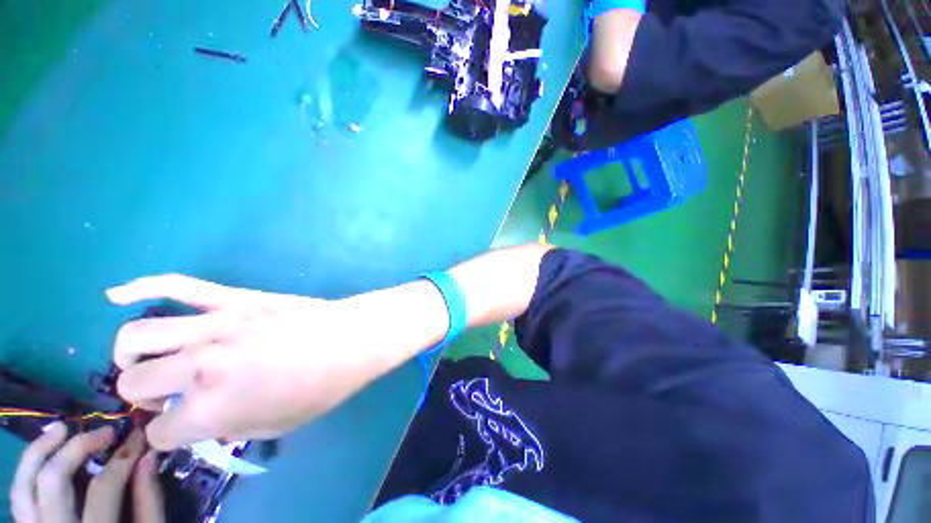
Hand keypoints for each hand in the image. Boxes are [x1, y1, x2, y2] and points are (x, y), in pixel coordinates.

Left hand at [10, 424, 163, 522]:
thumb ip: (149, 500)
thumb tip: (148, 455)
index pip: (103, 488)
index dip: (122, 458)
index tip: (139, 436)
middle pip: (53, 480)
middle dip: (77, 447)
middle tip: (104, 432)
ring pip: (24, 485)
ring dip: (41, 450)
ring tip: (61, 427)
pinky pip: (20, 494)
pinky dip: (30, 467)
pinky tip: (45, 451)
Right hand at [107, 275, 399, 450]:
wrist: (352, 337)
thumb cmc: (323, 386)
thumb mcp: (275, 425)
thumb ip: (227, 426)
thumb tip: (200, 417)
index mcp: (211, 408)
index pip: (162, 433)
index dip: (171, 435)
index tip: (185, 427)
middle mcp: (199, 365)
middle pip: (133, 383)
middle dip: (143, 396)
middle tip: (167, 395)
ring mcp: (214, 324)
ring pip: (136, 335)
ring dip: (132, 354)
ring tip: (149, 360)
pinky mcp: (233, 297)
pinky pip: (177, 284)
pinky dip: (141, 287)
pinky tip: (117, 295)